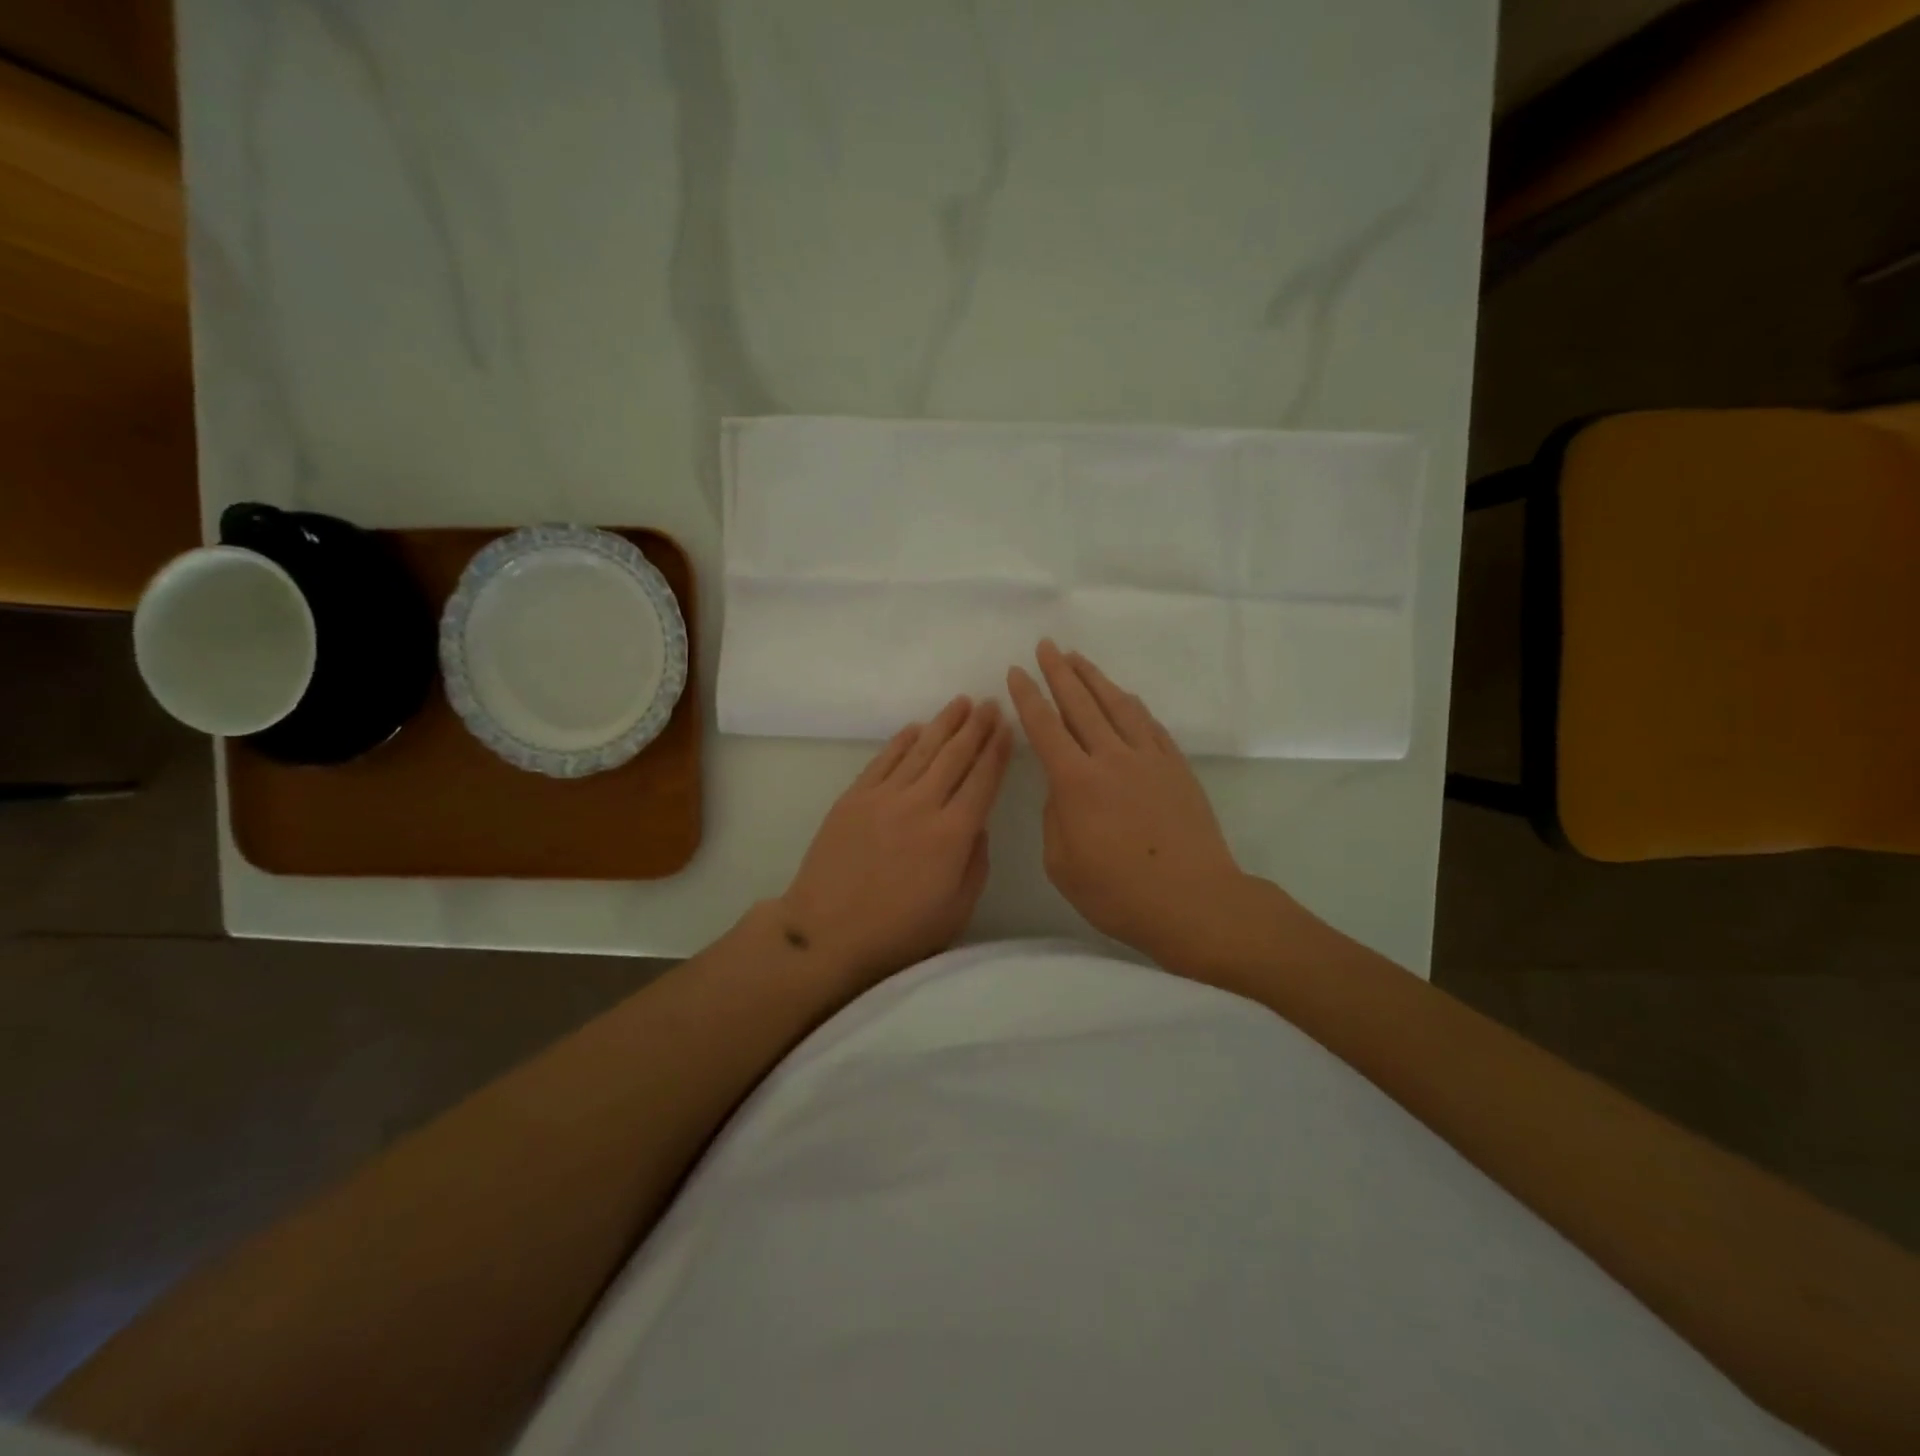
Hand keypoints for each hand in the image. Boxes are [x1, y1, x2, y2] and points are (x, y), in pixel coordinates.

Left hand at [779, 695, 1013, 988]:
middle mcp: (921, 805)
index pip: (982, 781)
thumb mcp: (956, 910)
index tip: (1008, 728)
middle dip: (977, 728)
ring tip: (962, 704)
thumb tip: (978, 825)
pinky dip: (903, 740)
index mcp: (952, 835)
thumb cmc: (899, 933)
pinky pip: (884, 759)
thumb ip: (976, 864)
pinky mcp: (854, 797)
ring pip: (921, 750)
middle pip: (955, 757)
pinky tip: (917, 728)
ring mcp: (884, 797)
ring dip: (944, 724)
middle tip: (991, 705)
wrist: (826, 934)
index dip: (997, 752)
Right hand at [1008, 641, 1257, 966]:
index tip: (1016, 671)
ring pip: (1117, 706)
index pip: (1045, 728)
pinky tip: (1124, 696)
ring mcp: (1148, 759)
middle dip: (1060, 672)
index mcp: (1076, 782)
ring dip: (1095, 679)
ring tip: (1078, 658)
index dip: (1028, 697)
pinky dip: (1132, 705)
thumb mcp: (1063, 865)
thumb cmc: (1119, 893)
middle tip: (1046, 646)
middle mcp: (1111, 758)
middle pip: (1081, 704)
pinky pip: (1149, 724)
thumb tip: (1062, 789)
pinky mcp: (1176, 767)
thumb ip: (1055, 819)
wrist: (1194, 901)